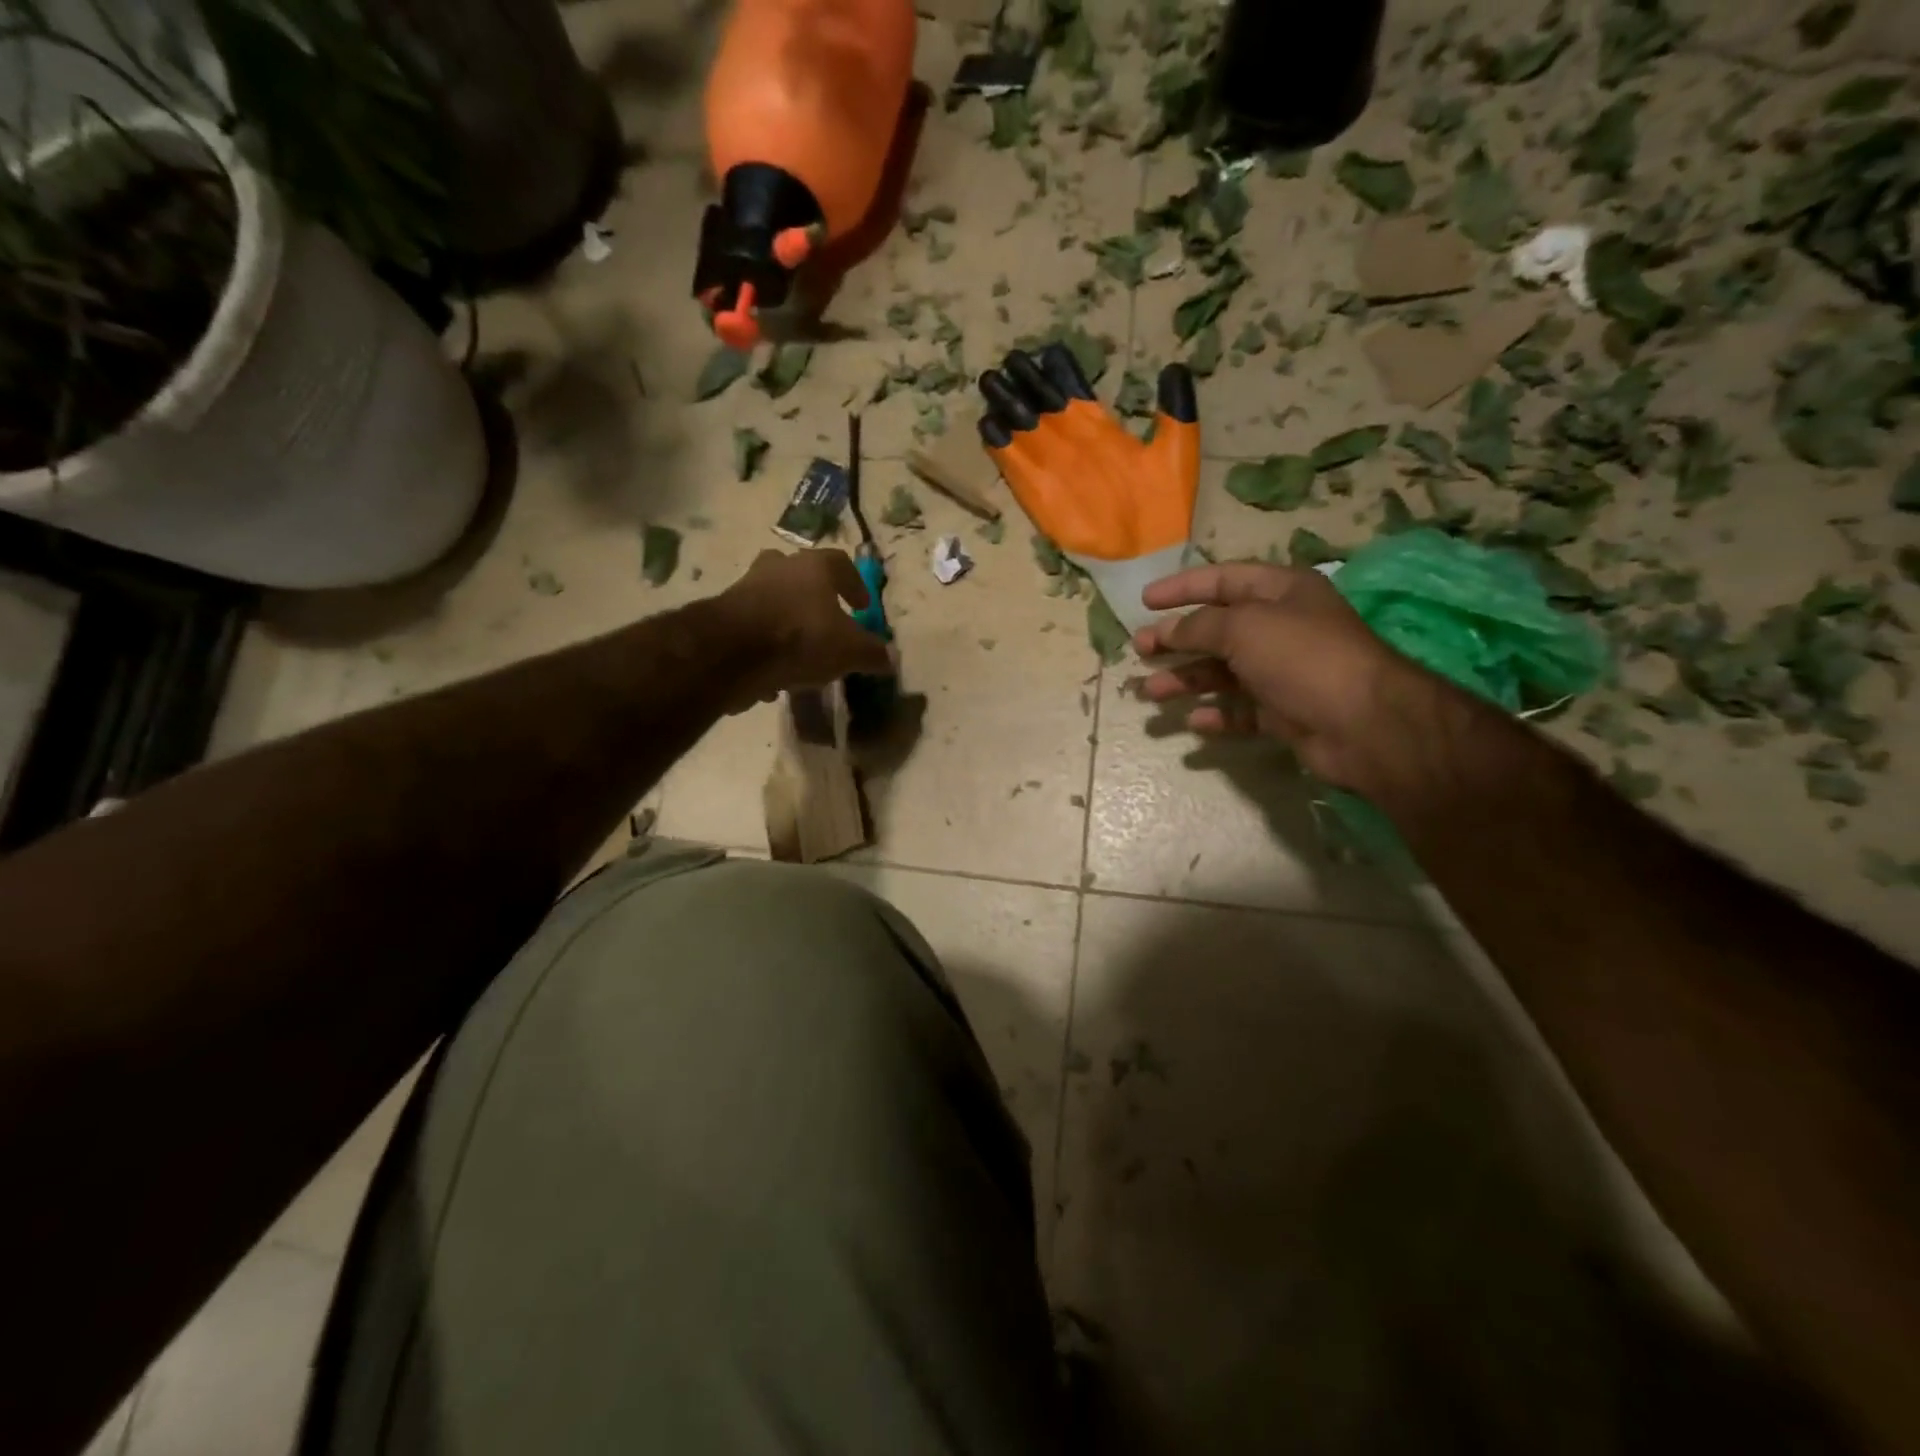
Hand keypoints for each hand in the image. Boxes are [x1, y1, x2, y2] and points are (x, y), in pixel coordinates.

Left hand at [715, 549, 892, 708]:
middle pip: (800, 574)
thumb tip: (890, 659)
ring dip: (787, 622)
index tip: (862, 606)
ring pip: (773, 600)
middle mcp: (779, 568)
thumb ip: (873, 654)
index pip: (841, 564)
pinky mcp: (723, 615)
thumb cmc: (801, 638)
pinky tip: (773, 676)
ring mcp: (746, 588)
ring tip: (800, 656)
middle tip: (825, 620)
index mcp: (814, 567)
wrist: (732, 652)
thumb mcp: (850, 651)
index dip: (855, 584)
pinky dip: (764, 647)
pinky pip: (752, 628)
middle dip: (813, 596)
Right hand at [1131, 561, 1441, 792]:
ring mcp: (1283, 672)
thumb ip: (1199, 625)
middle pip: (1218, 628)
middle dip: (1177, 639)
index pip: (1223, 579)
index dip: (1182, 587)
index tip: (1145, 601)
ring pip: (1223, 672)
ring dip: (1186, 680)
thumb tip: (1168, 631)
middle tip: (1141, 650)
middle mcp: (1282, 628)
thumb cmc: (1302, 657)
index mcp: (1281, 592)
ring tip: (1151, 693)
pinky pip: (1241, 710)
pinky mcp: (1284, 712)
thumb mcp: (1244, 627)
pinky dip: (1216, 715)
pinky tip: (1193, 722)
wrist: (1362, 723)